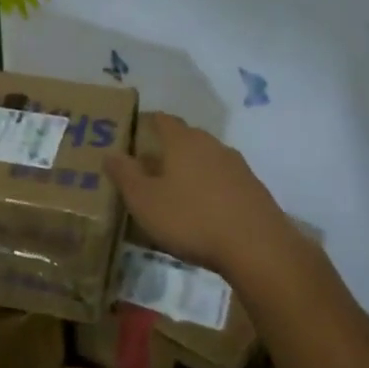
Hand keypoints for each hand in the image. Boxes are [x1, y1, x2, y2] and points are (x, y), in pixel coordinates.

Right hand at [106, 113, 315, 280]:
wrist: (258, 248)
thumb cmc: (191, 218)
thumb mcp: (144, 200)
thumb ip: (124, 174)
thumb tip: (110, 153)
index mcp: (183, 140)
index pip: (161, 119)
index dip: (145, 124)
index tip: (131, 137)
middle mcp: (211, 144)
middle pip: (184, 138)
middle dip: (165, 150)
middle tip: (146, 169)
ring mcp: (237, 166)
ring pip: (205, 160)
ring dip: (189, 171)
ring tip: (173, 193)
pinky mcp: (253, 189)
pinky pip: (223, 180)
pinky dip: (209, 189)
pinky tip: (203, 212)